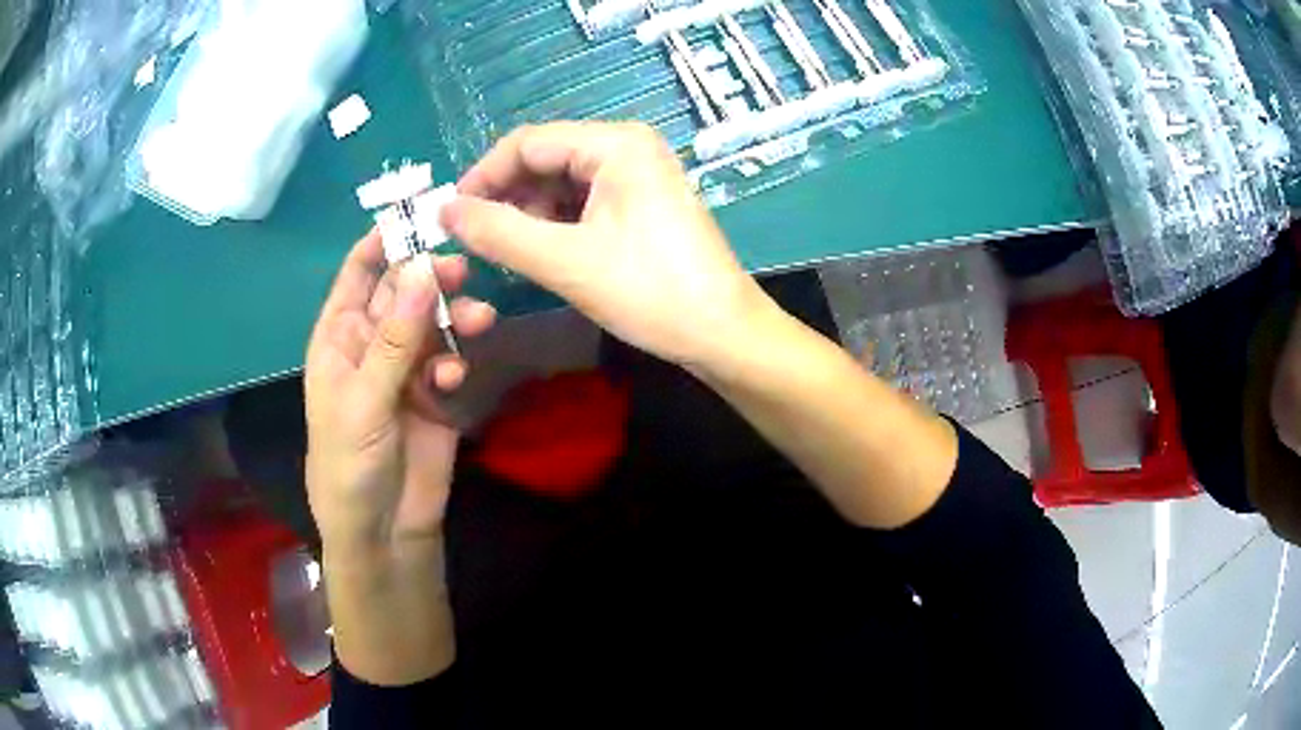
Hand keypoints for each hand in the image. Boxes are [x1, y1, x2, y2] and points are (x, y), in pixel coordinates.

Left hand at [303, 230, 495, 554]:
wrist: (383, 529)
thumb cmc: (349, 463)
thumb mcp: (365, 398)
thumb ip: (396, 336)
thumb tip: (424, 267)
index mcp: (340, 337)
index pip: (359, 274)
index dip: (383, 241)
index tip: (421, 215)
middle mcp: (372, 345)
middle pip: (404, 292)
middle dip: (431, 278)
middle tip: (462, 271)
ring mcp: (404, 370)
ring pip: (433, 324)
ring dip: (454, 317)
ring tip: (479, 321)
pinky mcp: (434, 395)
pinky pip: (449, 360)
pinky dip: (454, 362)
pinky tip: (452, 380)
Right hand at [441, 121, 775, 369]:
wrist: (723, 333)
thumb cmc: (650, 292)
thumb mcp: (565, 262)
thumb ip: (498, 233)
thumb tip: (444, 212)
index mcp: (615, 144)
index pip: (527, 143)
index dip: (483, 176)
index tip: (450, 216)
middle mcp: (628, 146)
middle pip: (545, 159)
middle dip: (506, 196)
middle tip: (475, 239)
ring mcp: (639, 173)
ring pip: (562, 182)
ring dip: (529, 213)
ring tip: (508, 252)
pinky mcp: (643, 202)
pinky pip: (584, 200)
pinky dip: (556, 223)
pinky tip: (542, 252)